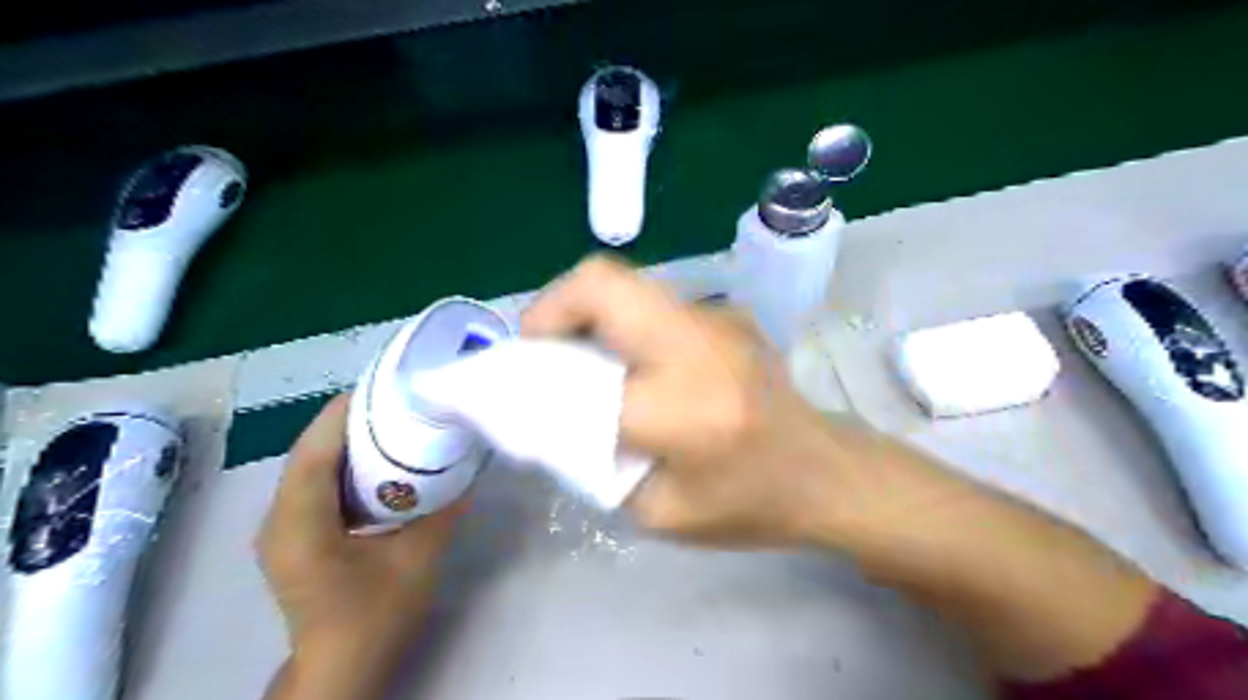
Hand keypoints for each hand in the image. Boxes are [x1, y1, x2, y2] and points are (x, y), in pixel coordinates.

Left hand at [254, 393, 465, 699]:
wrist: (340, 665)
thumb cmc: (376, 616)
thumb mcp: (420, 559)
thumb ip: (445, 508)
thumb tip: (468, 464)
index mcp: (301, 527)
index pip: (313, 453)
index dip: (343, 415)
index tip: (383, 387)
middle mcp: (277, 520)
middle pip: (307, 451)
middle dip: (349, 420)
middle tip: (397, 401)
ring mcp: (279, 526)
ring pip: (308, 464)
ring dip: (346, 439)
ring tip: (391, 420)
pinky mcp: (290, 532)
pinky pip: (313, 481)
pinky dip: (342, 461)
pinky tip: (377, 459)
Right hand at [524, 258, 1154, 683]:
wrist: (825, 472)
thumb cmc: (747, 506)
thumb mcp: (656, 510)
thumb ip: (595, 459)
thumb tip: (549, 413)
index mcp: (686, 409)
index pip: (582, 380)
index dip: (536, 382)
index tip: (511, 392)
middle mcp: (701, 345)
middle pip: (602, 284)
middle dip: (552, 309)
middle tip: (538, 348)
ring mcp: (718, 319)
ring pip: (626, 284)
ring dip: (584, 311)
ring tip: (574, 352)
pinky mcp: (725, 313)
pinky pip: (651, 301)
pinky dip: (619, 319)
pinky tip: (627, 358)